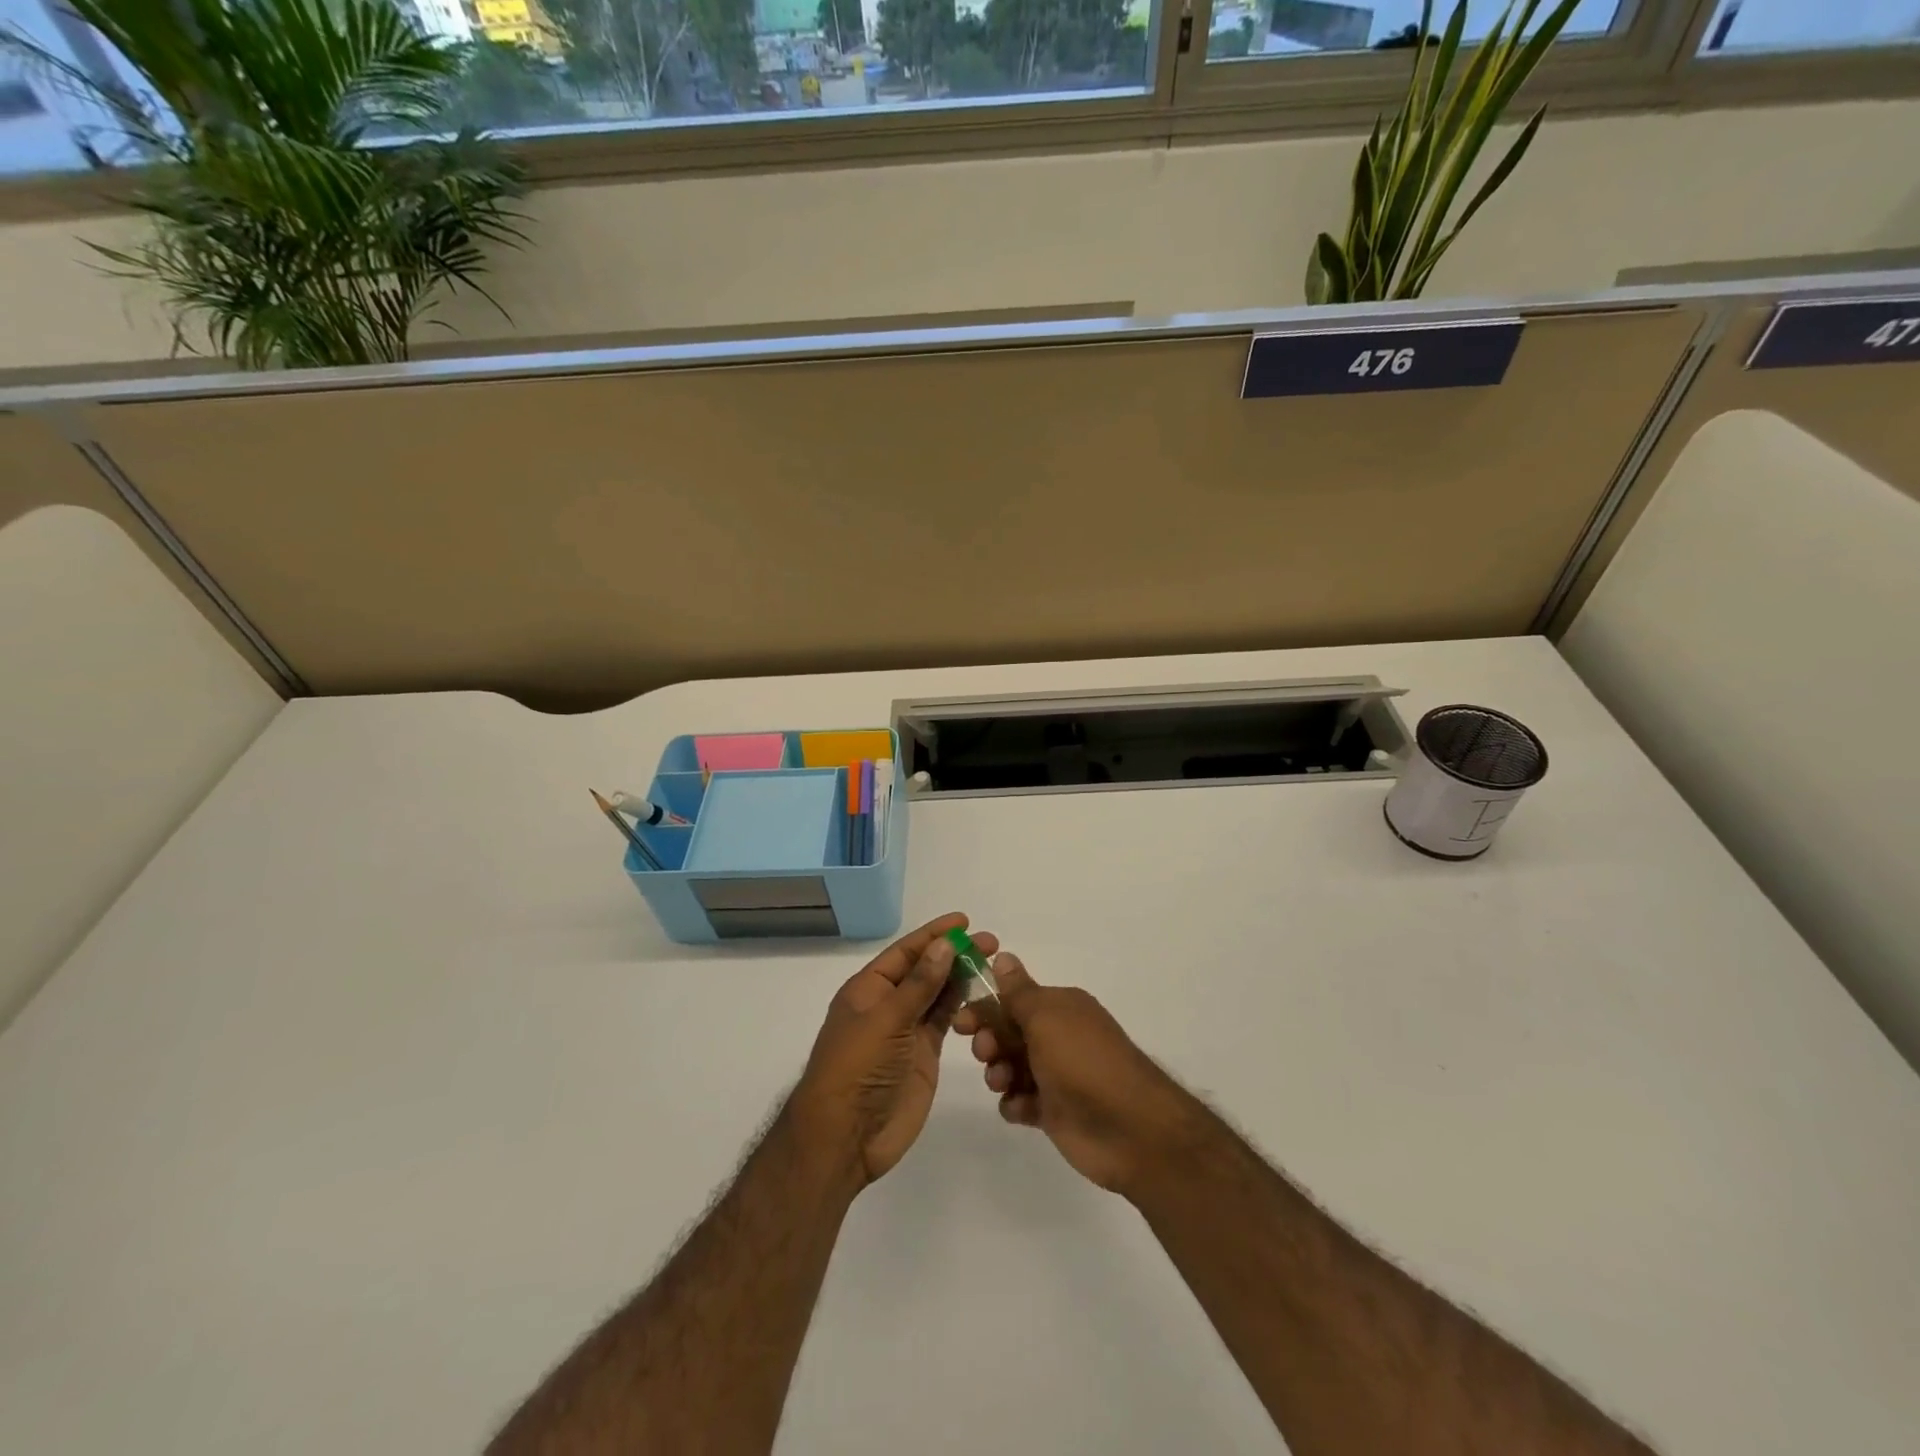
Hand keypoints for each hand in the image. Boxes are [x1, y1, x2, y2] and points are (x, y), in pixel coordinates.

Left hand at [789, 913, 994, 1186]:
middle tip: (991, 943)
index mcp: (868, 989)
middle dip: (954, 954)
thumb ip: (919, 984)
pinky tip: (983, 996)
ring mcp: (907, 1031)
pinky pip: (945, 1021)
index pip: (905, 952)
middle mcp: (888, 1004)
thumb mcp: (886, 1020)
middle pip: (925, 970)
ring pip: (938, 994)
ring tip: (992, 963)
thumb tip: (945, 945)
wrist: (846, 1136)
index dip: (934, 935)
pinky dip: (963, 1007)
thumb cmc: (856, 1068)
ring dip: (962, 977)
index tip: (964, 921)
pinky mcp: (924, 1055)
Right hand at [953, 954, 1192, 1195]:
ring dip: (998, 1072)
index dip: (985, 1008)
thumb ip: (1019, 991)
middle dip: (989, 1041)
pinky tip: (1021, 1108)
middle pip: (1008, 1032)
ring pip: (1011, 1067)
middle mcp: (1059, 1036)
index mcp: (1060, 1007)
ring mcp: (1057, 1075)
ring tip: (1002, 1083)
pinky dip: (1015, 1103)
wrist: (1128, 1127)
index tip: (961, 1023)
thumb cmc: (1083, 1061)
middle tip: (985, 1053)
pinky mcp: (1056, 1111)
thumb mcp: (1046, 1017)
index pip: (1013, 999)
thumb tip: (1004, 955)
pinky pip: (1022, 1101)